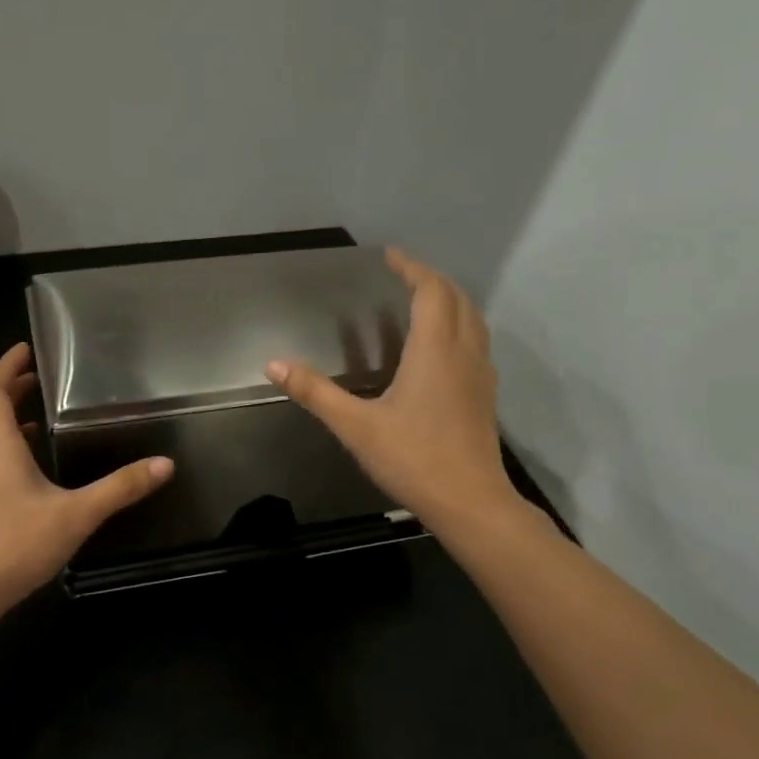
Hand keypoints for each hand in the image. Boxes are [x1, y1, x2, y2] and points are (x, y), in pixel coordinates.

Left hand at [0, 343, 172, 614]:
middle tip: (41, 377)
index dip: (7, 365)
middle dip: (10, 386)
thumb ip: (120, 488)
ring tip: (39, 414)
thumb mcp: (76, 514)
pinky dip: (4, 445)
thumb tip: (165, 464)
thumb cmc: (14, 544)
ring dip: (5, 416)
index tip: (27, 348)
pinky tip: (30, 465)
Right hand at [266, 248, 512, 533]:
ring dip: (450, 301)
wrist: (470, 502)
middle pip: (457, 298)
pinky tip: (440, 350)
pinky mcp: (485, 396)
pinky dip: (459, 327)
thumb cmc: (413, 459)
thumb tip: (274, 364)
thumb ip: (315, 393)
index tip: (390, 256)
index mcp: (435, 350)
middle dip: (431, 280)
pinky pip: (476, 343)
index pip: (430, 290)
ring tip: (423, 302)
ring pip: (473, 320)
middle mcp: (464, 353)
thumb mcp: (356, 426)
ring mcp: (480, 375)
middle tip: (403, 275)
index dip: (411, 268)